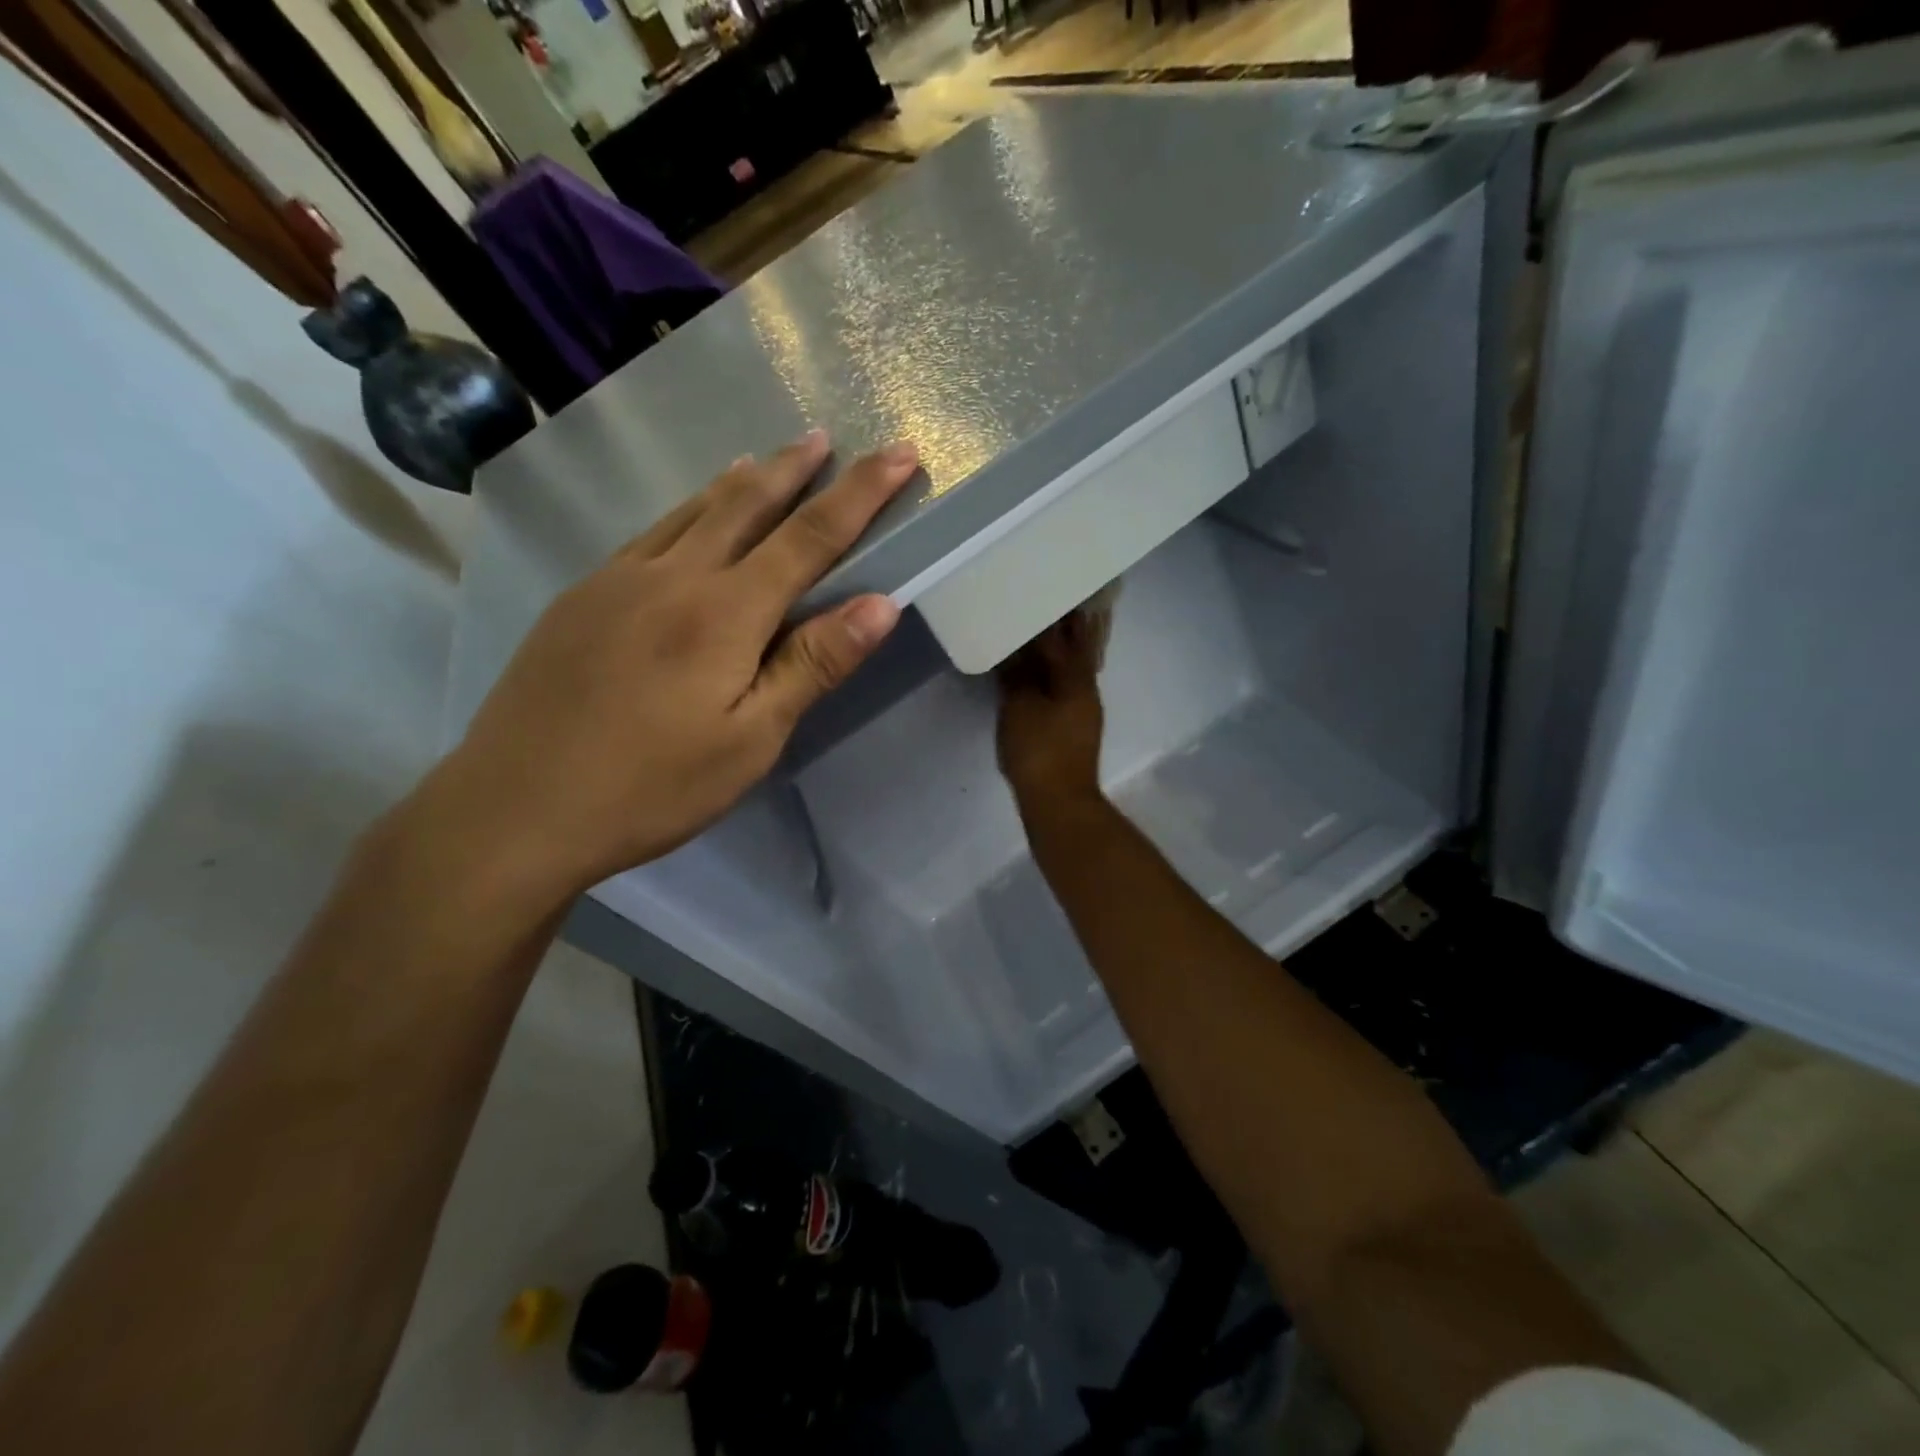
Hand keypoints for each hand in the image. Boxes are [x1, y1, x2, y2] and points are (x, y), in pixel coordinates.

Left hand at [426, 430, 917, 906]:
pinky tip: (690, 518)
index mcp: (725, 612)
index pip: (811, 536)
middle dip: (794, 469)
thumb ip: (813, 665)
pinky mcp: (581, 598)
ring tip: (766, 459)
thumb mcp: (751, 740)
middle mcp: (674, 576)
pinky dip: (688, 511)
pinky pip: (650, 534)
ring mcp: (619, 580)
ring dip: (739, 481)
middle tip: (824, 438)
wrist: (515, 808)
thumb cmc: (652, 786)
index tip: (901, 453)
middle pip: (747, 504)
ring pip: (693, 511)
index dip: (862, 492)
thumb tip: (881, 604)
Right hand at [997, 611, 1105, 813]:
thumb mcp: (1020, 707)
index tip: (1045, 592)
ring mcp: (1082, 711)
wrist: (1058, 803)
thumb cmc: (1039, 750)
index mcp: (1076, 679)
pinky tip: (1037, 674)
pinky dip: (1052, 675)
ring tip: (1038, 633)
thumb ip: (1017, 675)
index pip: (1065, 636)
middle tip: (1049, 604)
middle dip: (1065, 628)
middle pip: (1076, 650)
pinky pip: (1063, 688)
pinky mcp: (1072, 729)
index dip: (1055, 614)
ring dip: (1059, 651)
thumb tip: (1015, 651)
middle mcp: (1085, 689)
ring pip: (1071, 670)